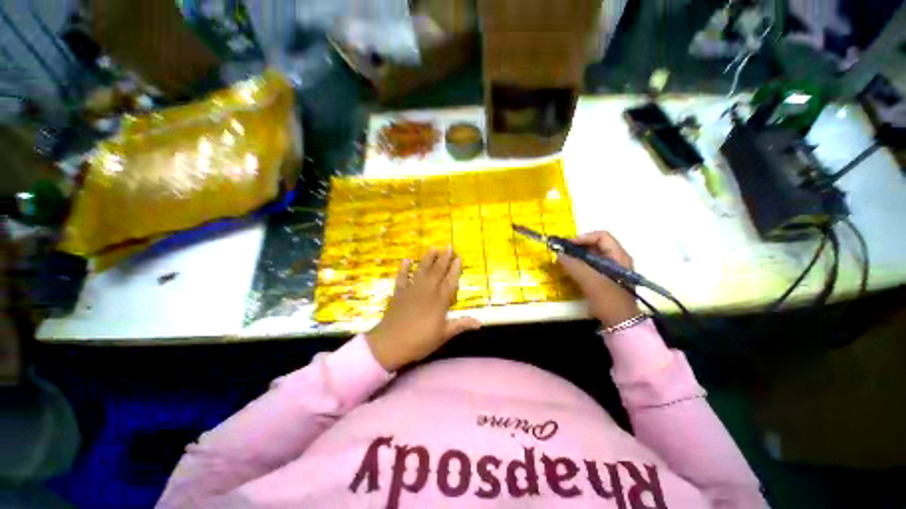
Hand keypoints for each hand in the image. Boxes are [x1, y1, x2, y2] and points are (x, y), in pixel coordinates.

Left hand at [367, 249, 481, 371]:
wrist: (390, 344)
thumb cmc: (419, 341)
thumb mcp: (443, 335)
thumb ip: (461, 325)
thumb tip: (481, 323)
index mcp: (439, 301)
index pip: (450, 281)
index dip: (455, 269)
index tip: (459, 257)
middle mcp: (427, 291)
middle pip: (437, 271)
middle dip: (444, 258)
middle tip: (448, 246)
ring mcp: (411, 290)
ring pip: (422, 270)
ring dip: (428, 258)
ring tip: (433, 247)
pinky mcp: (399, 293)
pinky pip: (402, 277)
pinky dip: (404, 268)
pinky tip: (407, 260)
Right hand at [557, 231, 640, 328]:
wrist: (621, 324)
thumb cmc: (608, 300)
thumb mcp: (590, 281)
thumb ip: (573, 265)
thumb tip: (558, 254)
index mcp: (618, 256)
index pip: (602, 236)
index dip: (583, 238)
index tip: (568, 245)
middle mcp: (616, 260)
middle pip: (596, 245)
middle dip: (577, 247)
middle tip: (562, 252)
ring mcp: (611, 270)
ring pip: (592, 256)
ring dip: (577, 257)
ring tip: (563, 261)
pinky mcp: (605, 279)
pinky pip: (590, 266)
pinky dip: (579, 265)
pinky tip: (570, 271)